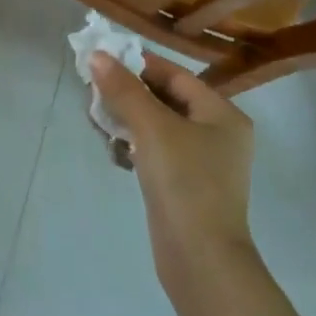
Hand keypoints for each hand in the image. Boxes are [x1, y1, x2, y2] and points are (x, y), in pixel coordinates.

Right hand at [89, 52, 255, 291]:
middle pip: (165, 98)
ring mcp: (202, 162)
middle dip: (127, 94)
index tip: (101, 61)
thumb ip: (124, 89)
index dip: (137, 64)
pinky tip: (114, 152)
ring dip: (126, 120)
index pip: (175, 74)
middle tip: (93, 93)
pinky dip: (134, 146)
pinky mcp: (185, 185)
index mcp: (221, 114)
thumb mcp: (152, 128)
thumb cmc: (184, 183)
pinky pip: (156, 151)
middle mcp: (217, 133)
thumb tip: (97, 55)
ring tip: (98, 124)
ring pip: (157, 125)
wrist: (200, 261)